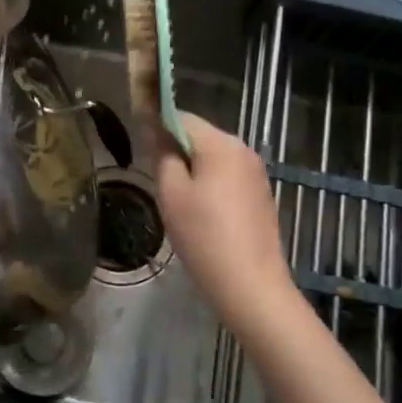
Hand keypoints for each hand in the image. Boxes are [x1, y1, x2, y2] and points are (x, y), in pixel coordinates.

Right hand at [154, 112, 294, 321]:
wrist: (251, 285)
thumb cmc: (204, 236)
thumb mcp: (172, 194)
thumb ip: (163, 155)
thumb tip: (156, 131)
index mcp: (222, 143)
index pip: (181, 117)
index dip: (157, 128)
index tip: (141, 151)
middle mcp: (244, 149)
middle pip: (199, 137)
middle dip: (176, 152)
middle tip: (159, 184)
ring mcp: (256, 173)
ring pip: (214, 159)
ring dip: (193, 171)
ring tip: (179, 204)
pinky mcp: (261, 195)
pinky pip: (228, 177)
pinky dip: (211, 186)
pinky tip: (203, 216)